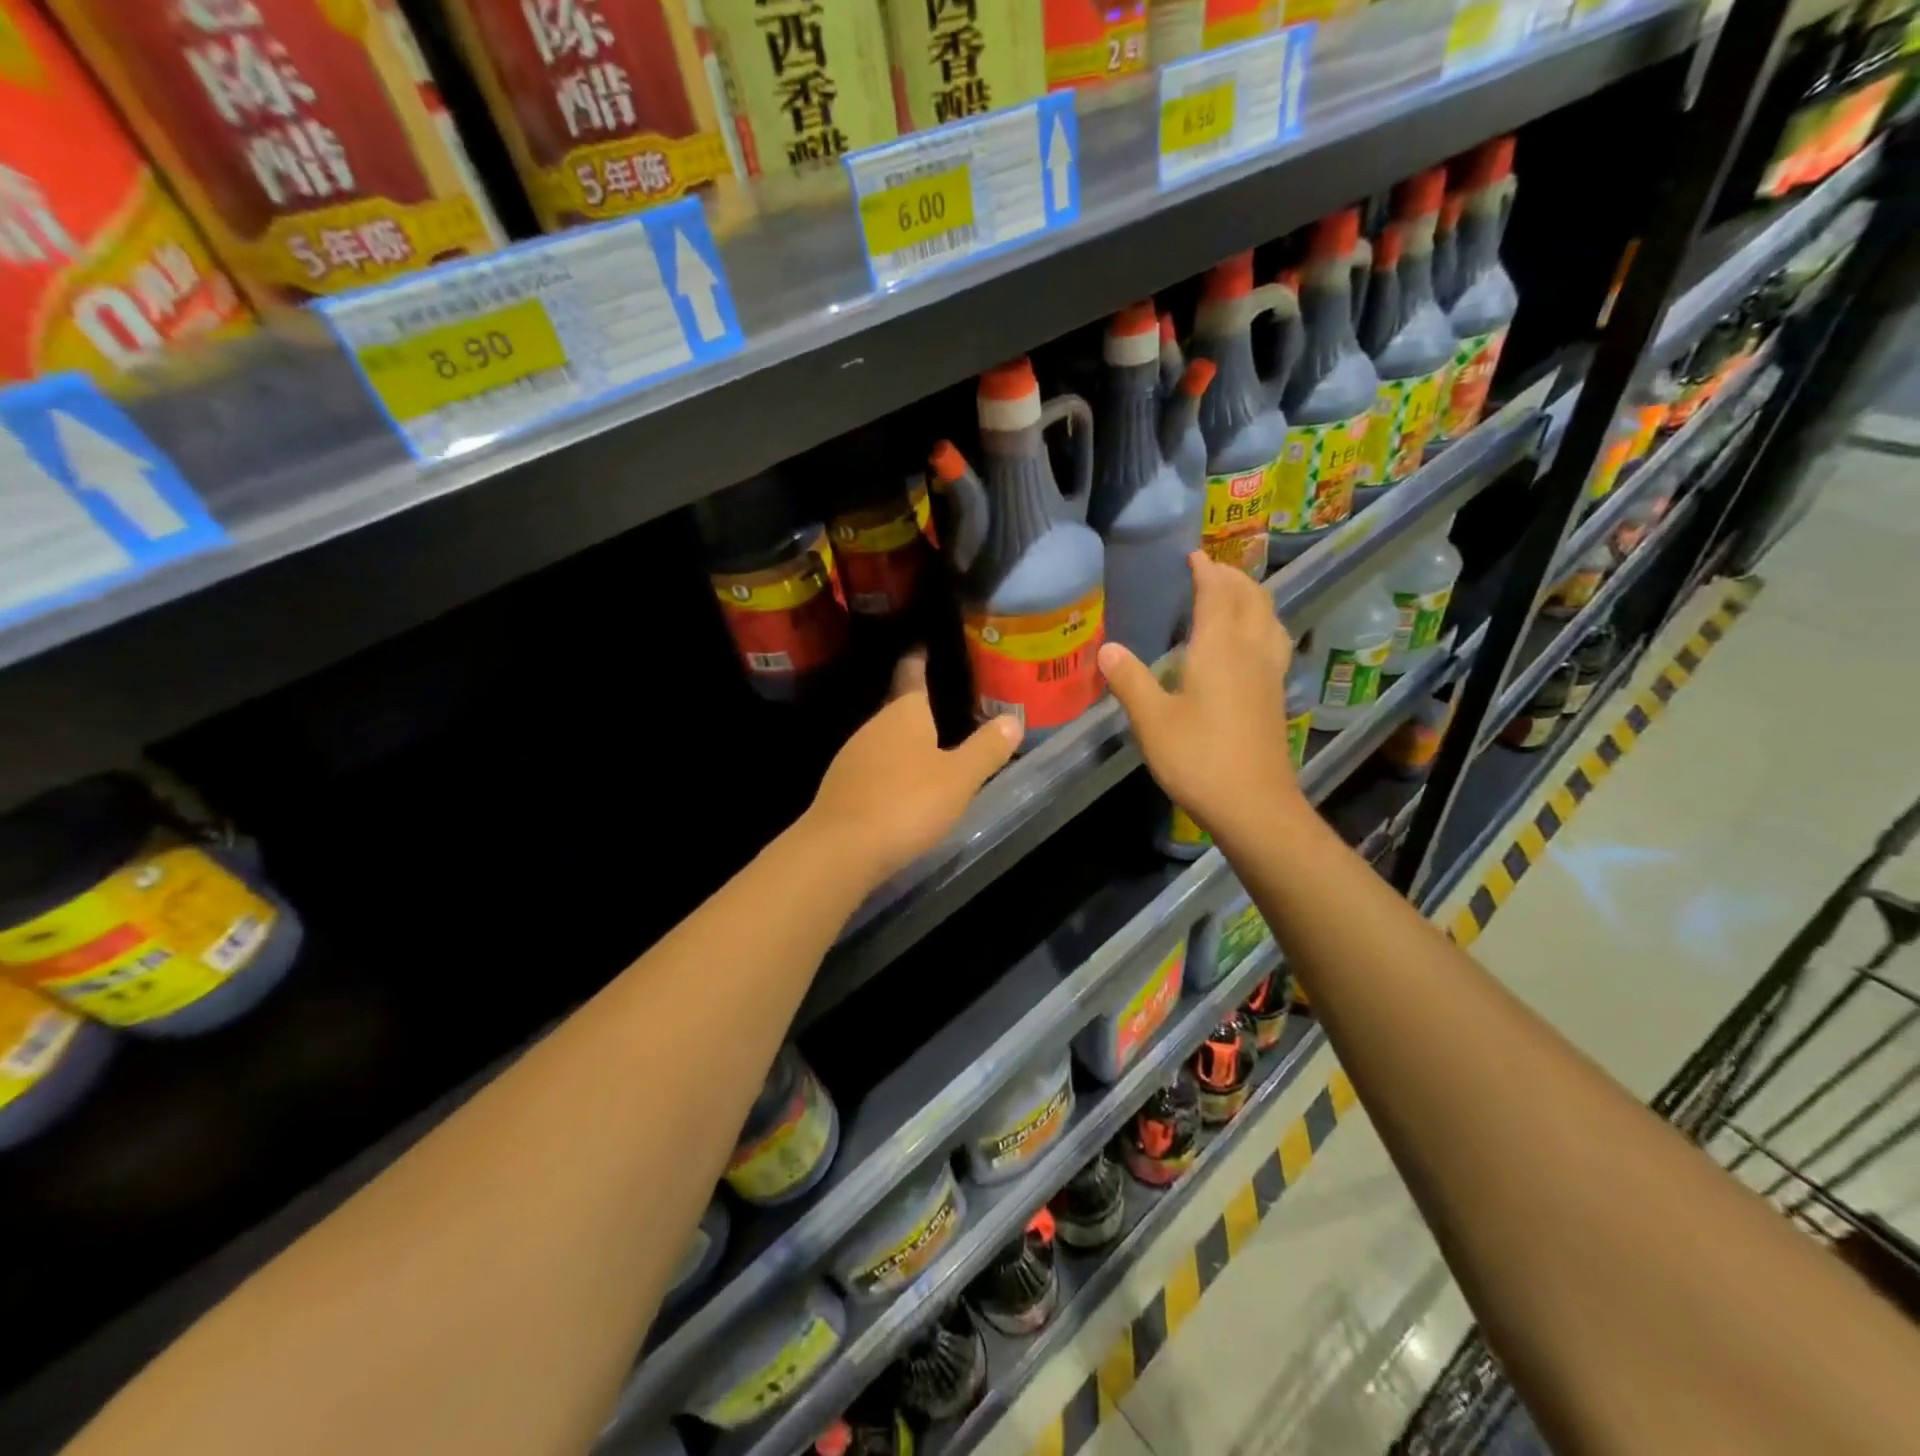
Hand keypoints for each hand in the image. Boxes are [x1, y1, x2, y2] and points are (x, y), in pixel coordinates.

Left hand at [805, 654, 1022, 885]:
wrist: (841, 849)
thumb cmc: (907, 803)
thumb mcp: (959, 778)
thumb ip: (986, 749)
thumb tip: (1013, 719)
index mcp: (904, 714)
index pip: (912, 675)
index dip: (919, 660)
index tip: (923, 645)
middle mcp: (874, 726)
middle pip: (898, 709)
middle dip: (918, 708)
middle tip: (947, 705)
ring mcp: (852, 756)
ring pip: (884, 740)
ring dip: (904, 742)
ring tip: (930, 747)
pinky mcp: (841, 787)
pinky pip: (873, 767)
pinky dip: (890, 769)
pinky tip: (903, 786)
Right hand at [1098, 552, 1302, 845]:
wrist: (1253, 804)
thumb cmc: (1198, 758)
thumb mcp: (1152, 721)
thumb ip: (1130, 680)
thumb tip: (1107, 648)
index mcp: (1219, 649)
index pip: (1217, 595)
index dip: (1206, 571)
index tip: (1193, 555)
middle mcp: (1250, 652)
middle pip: (1251, 599)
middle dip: (1233, 577)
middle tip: (1211, 569)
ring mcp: (1269, 674)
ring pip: (1270, 619)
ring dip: (1253, 598)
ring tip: (1234, 595)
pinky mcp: (1276, 695)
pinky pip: (1274, 641)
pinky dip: (1262, 623)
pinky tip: (1250, 642)